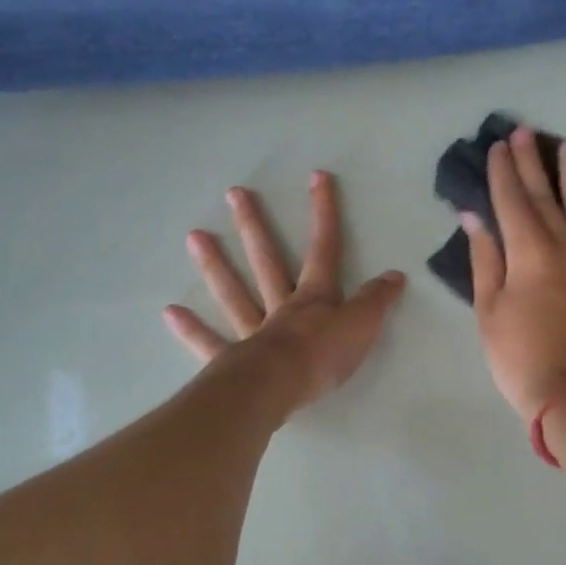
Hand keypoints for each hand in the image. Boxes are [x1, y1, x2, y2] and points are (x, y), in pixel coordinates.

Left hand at [165, 170, 405, 416]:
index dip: (324, 213)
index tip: (317, 177)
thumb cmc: (324, 356)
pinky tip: (170, 312)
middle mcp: (280, 306)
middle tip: (234, 193)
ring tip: (194, 236)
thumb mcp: (363, 326)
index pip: (324, 248)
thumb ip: (376, 301)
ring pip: (233, 292)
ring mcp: (252, 331)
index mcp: (314, 298)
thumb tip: (395, 275)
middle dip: (254, 226)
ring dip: (215, 265)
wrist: (280, 387)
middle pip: (267, 260)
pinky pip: (209, 342)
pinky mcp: (232, 360)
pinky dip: (191, 329)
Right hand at [465, 126, 565, 422]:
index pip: (510, 201)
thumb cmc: (519, 356)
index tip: (497, 146)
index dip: (502, 172)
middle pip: (544, 196)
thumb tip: (474, 217)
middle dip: (532, 162)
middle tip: (525, 131)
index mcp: (528, 252)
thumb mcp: (489, 309)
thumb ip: (485, 259)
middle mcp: (563, 245)